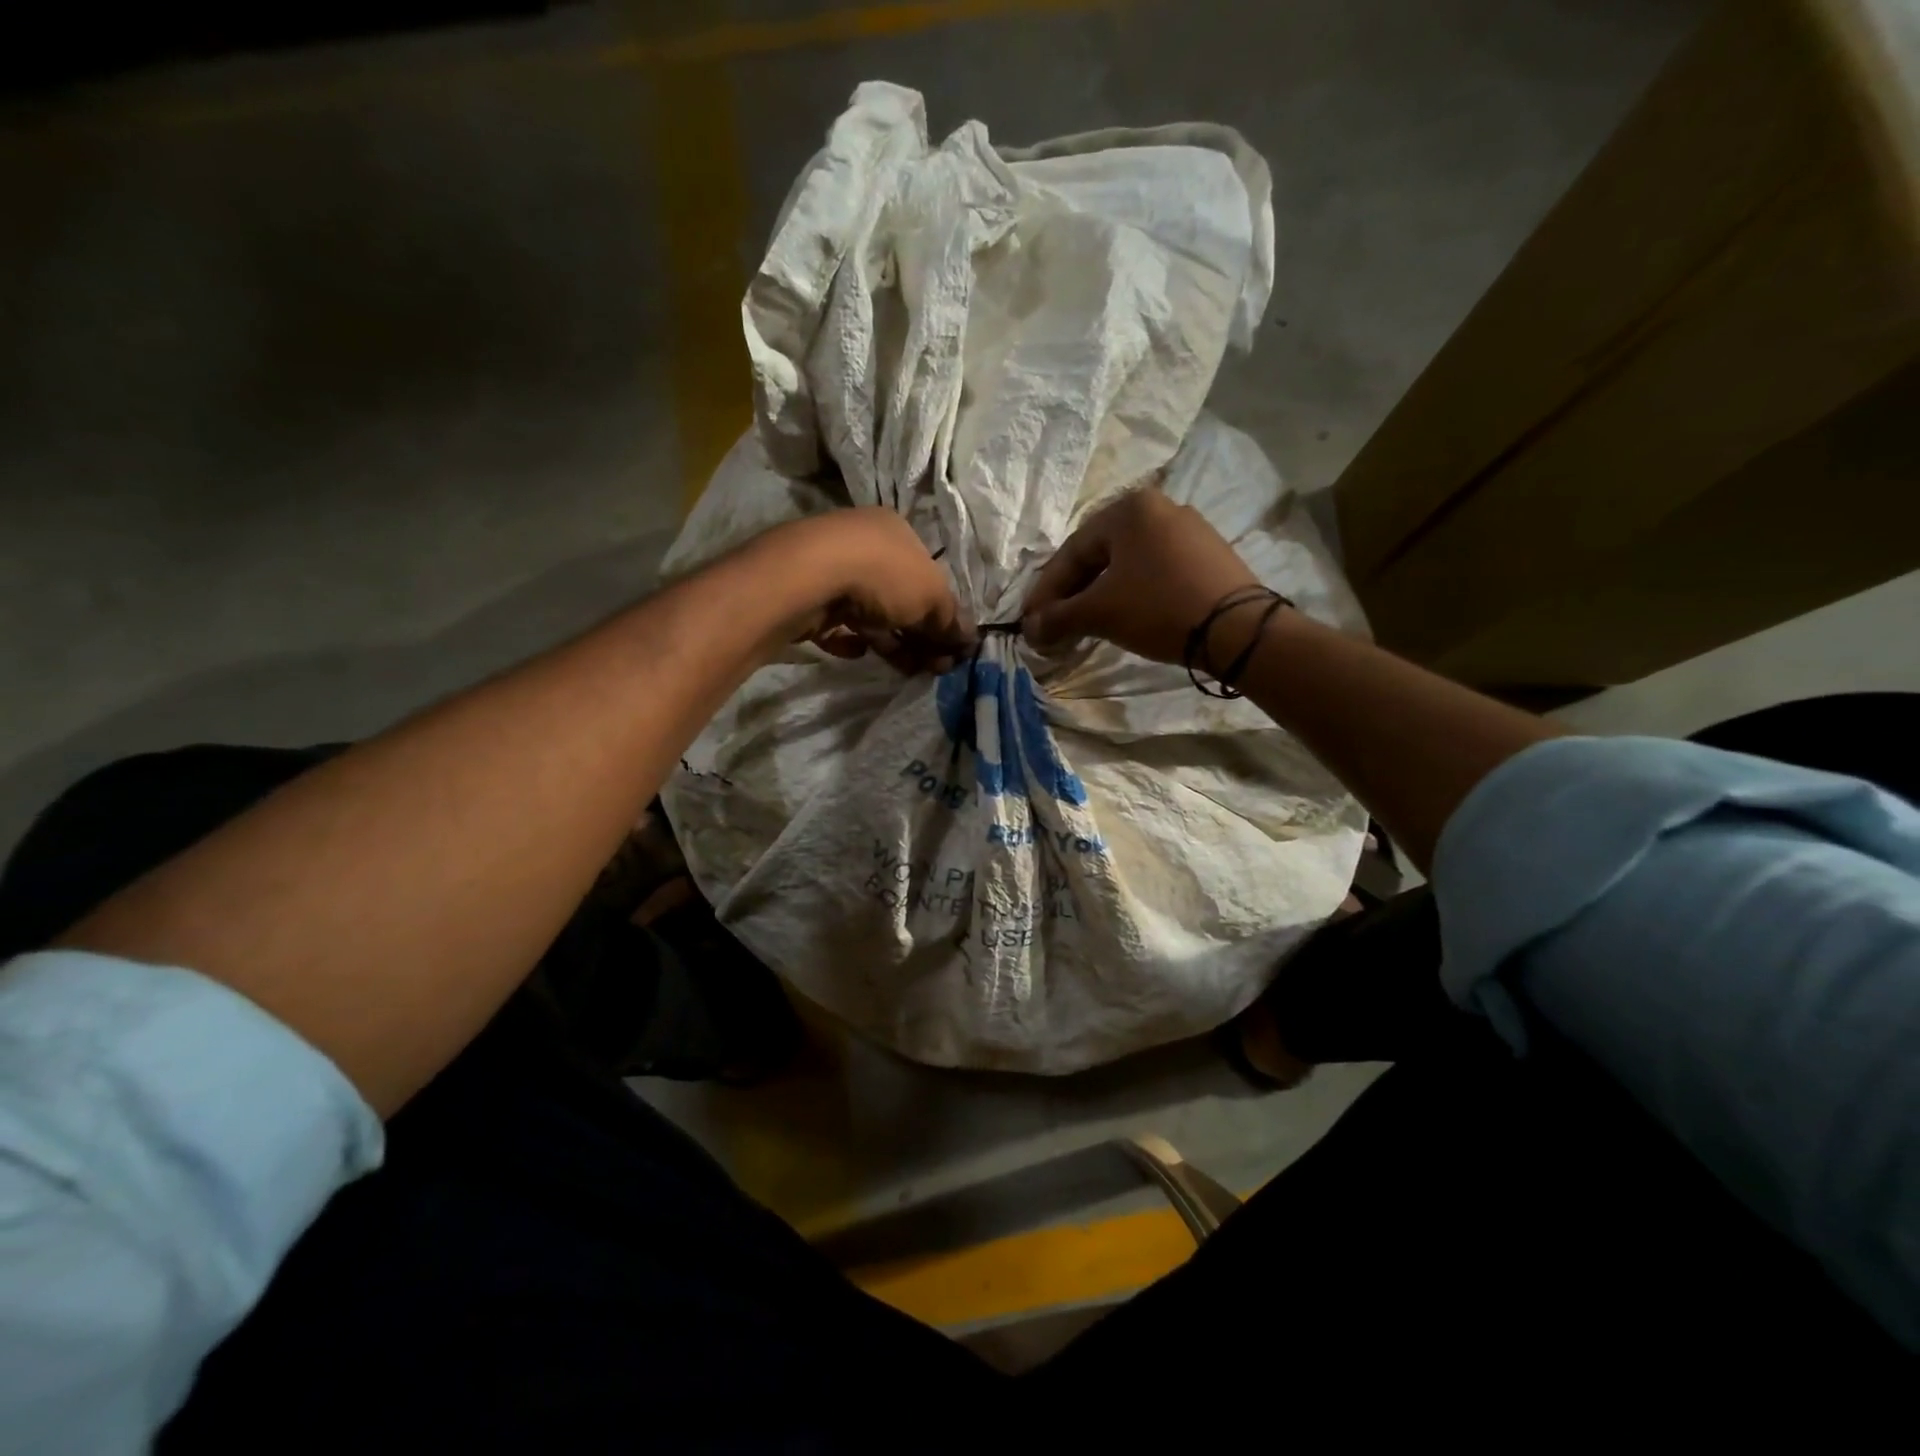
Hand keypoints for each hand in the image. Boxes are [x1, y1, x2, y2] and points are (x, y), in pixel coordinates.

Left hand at [767, 508, 975, 674]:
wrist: (810, 577)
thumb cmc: (883, 576)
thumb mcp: (932, 597)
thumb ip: (951, 620)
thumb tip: (968, 640)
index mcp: (897, 533)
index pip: (928, 575)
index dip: (944, 614)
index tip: (952, 648)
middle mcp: (865, 544)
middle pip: (901, 597)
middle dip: (921, 635)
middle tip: (936, 667)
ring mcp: (833, 569)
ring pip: (871, 613)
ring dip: (893, 643)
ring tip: (910, 671)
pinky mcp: (809, 597)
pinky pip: (835, 624)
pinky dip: (849, 640)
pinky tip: (859, 652)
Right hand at [1022, 483, 1258, 663]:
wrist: (1238, 630)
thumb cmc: (1158, 608)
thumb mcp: (1100, 613)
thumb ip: (1058, 618)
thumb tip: (1029, 630)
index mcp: (1129, 509)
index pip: (1072, 552)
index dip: (1046, 590)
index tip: (1031, 621)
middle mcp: (1159, 508)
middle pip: (1099, 555)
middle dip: (1072, 593)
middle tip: (1054, 624)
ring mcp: (1188, 530)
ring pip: (1127, 564)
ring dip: (1100, 595)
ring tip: (1085, 625)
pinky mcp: (1208, 555)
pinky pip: (1154, 571)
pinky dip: (1131, 593)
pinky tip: (1124, 617)